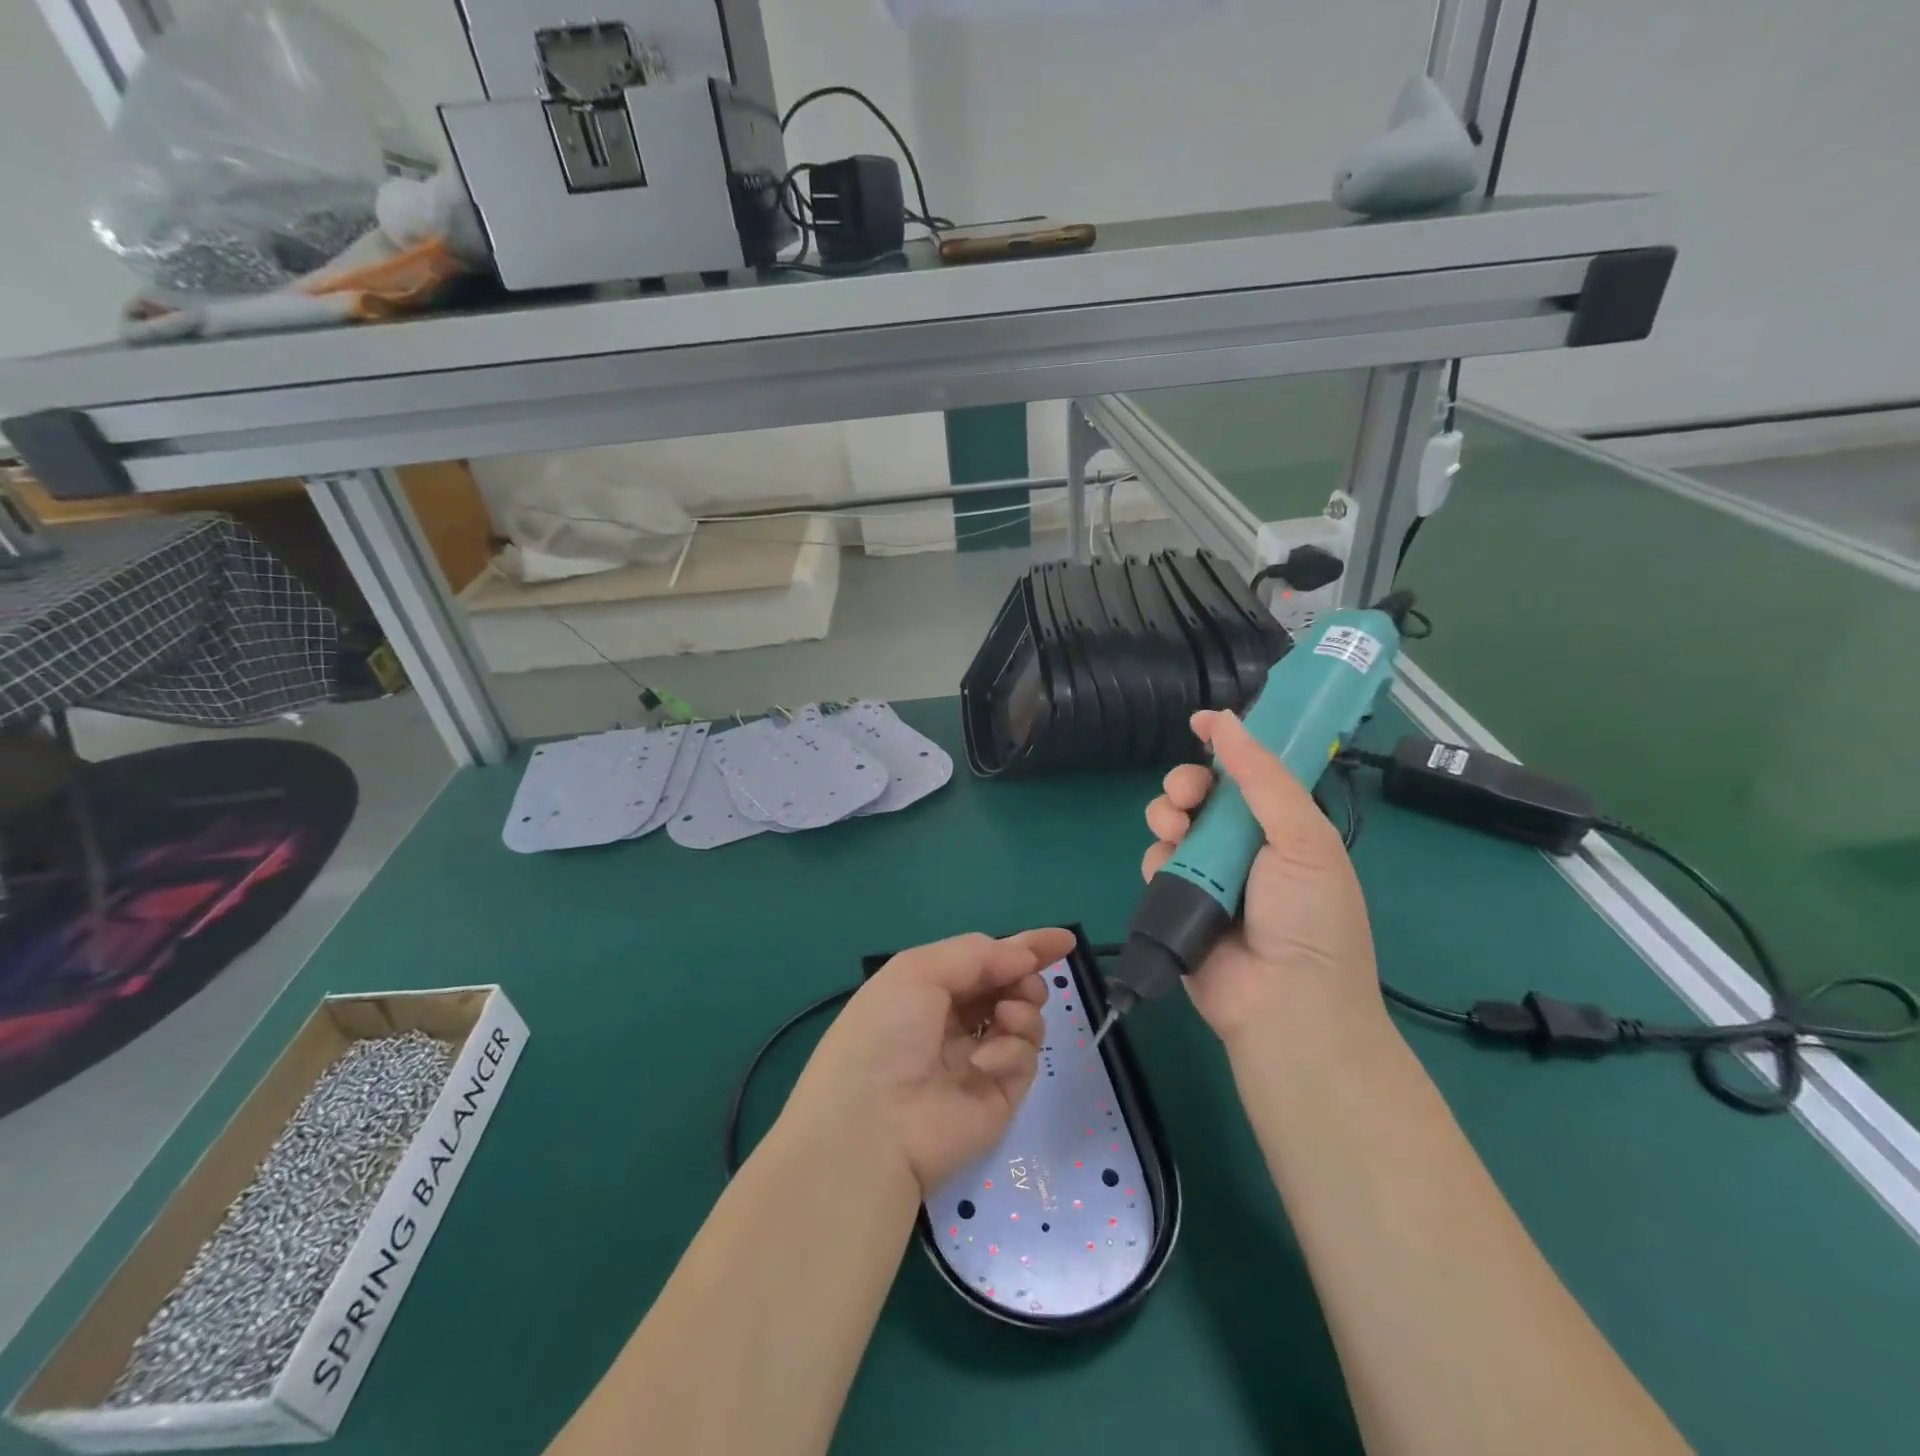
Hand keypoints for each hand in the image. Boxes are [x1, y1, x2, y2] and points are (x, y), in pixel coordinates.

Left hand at [778, 929, 1073, 1195]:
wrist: (873, 1124)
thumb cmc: (885, 1032)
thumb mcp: (918, 971)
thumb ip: (976, 954)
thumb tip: (1024, 956)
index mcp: (931, 987)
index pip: (987, 959)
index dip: (1025, 947)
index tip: (1064, 940)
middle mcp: (956, 1020)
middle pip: (1012, 987)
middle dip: (1026, 977)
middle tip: (1023, 983)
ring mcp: (980, 1058)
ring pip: (1027, 1019)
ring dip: (1024, 1008)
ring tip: (1007, 1016)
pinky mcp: (1000, 1095)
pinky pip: (1025, 1059)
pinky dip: (1012, 1051)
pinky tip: (985, 1062)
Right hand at [1143, 710, 1382, 1047]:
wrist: (1285, 1004)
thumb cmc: (1308, 917)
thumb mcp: (1302, 837)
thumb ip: (1262, 777)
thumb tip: (1225, 719)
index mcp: (1283, 827)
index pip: (1250, 773)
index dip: (1227, 744)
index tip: (1200, 722)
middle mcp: (1244, 846)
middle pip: (1202, 794)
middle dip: (1187, 783)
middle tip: (1188, 794)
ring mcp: (1207, 874)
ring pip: (1172, 823)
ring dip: (1168, 815)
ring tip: (1176, 831)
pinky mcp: (1176, 900)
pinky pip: (1156, 861)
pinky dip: (1159, 857)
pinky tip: (1170, 867)